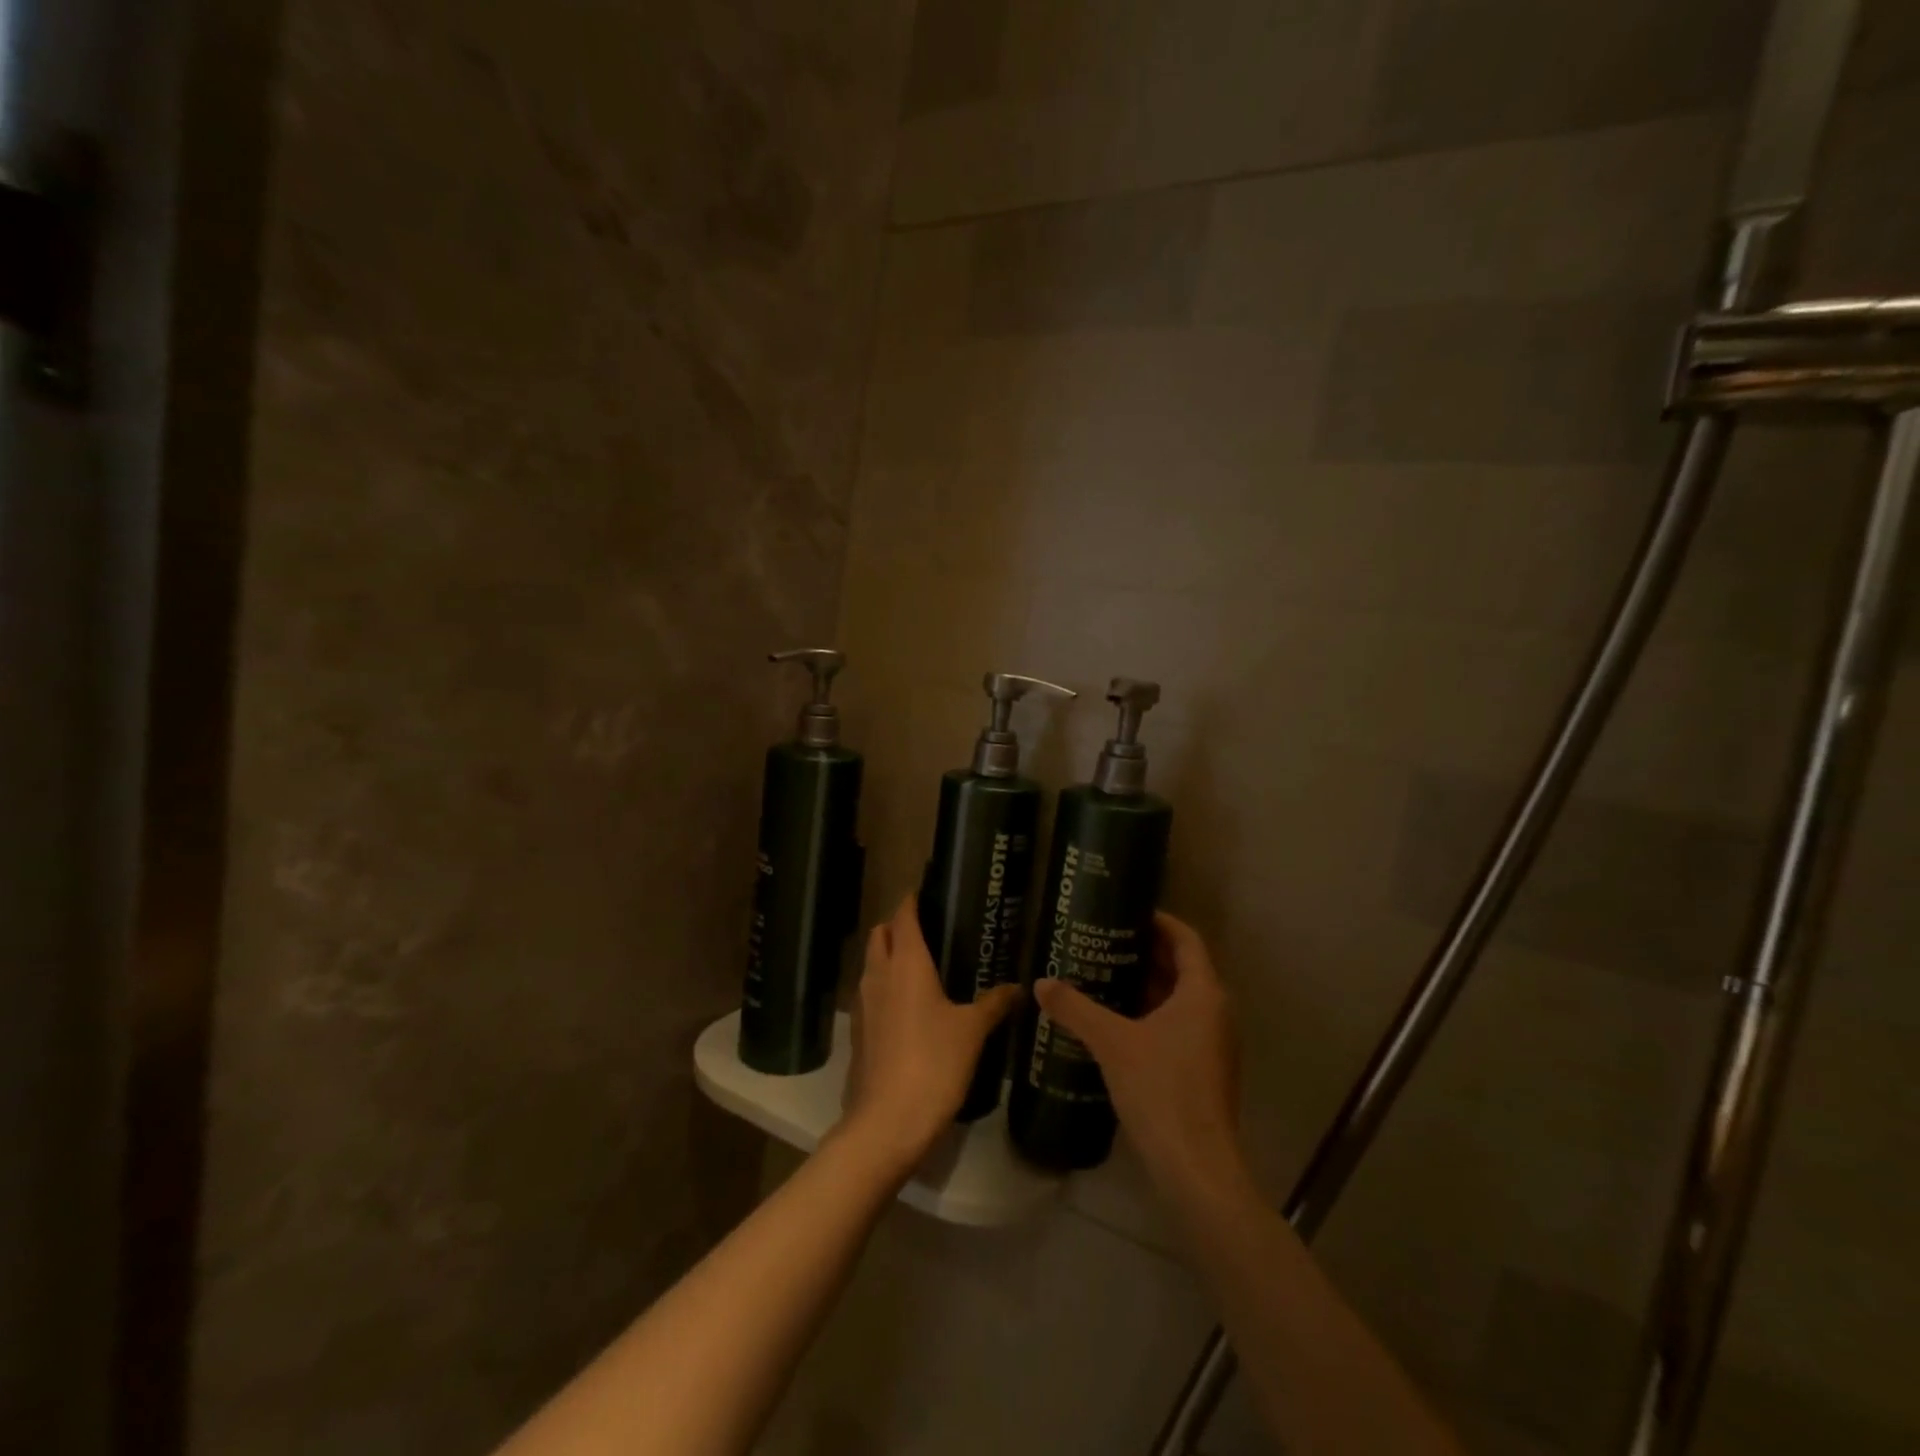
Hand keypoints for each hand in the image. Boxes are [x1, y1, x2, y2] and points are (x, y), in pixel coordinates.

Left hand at [839, 897, 1023, 1170]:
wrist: (887, 1121)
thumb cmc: (934, 1063)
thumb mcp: (972, 1031)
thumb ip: (994, 1004)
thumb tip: (1018, 987)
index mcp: (906, 963)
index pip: (904, 916)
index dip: (913, 900)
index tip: (927, 892)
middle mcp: (878, 974)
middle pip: (881, 934)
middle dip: (898, 925)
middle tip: (929, 930)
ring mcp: (864, 1003)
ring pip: (872, 963)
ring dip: (889, 956)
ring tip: (922, 966)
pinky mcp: (859, 1031)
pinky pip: (871, 993)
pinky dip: (885, 987)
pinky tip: (910, 1006)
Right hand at [1033, 911, 1245, 1198]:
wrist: (1196, 1167)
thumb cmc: (1161, 1090)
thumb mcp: (1112, 1042)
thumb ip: (1076, 1008)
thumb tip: (1041, 983)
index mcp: (1203, 993)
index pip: (1186, 939)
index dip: (1158, 921)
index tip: (1126, 911)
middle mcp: (1215, 1011)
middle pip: (1183, 967)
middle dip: (1145, 953)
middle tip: (1104, 942)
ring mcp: (1213, 1043)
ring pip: (1179, 999)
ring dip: (1146, 986)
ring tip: (1103, 976)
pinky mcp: (1204, 1069)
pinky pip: (1178, 1025)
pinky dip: (1151, 1014)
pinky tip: (1116, 1023)